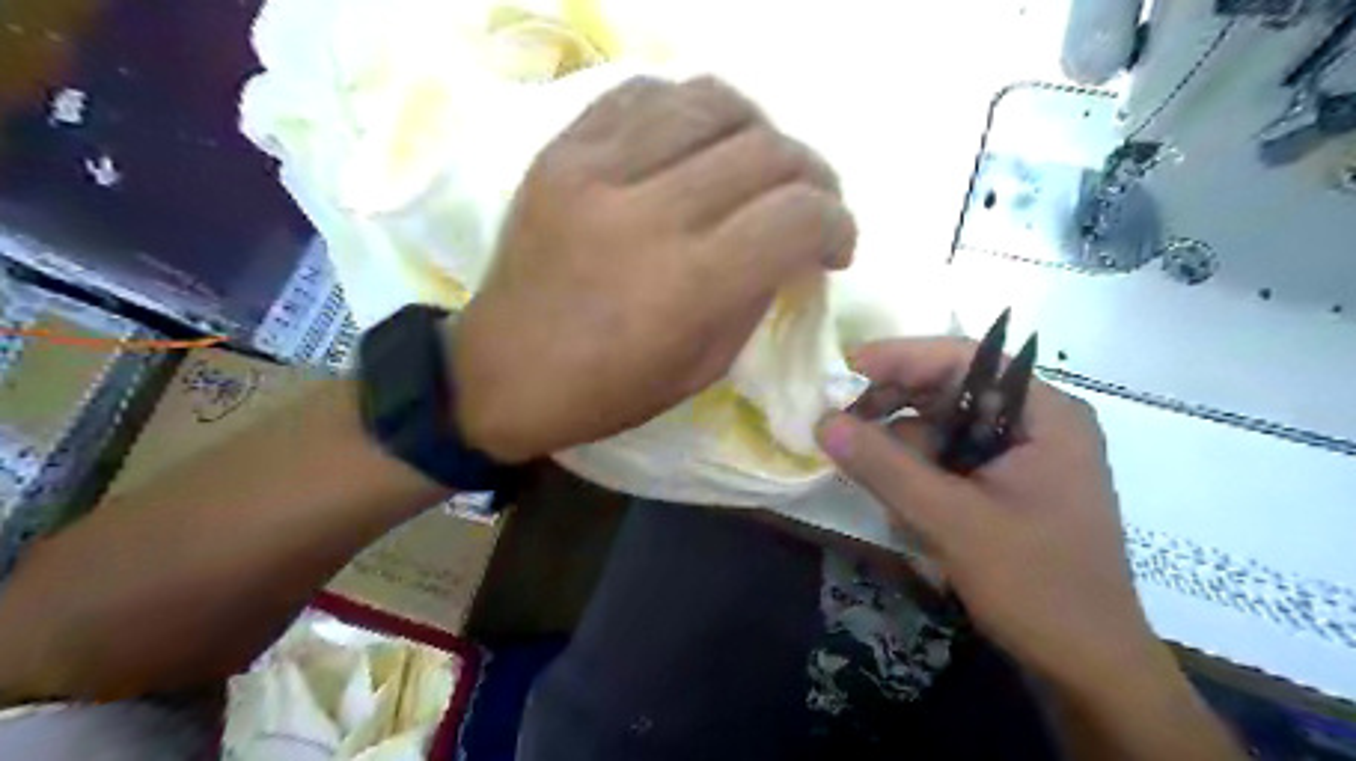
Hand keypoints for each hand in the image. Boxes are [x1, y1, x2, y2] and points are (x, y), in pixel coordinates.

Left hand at [454, 78, 854, 458]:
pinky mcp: (561, 151)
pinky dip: (691, 113)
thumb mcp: (701, 368)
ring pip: (714, 102)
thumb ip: (757, 296)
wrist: (499, 374)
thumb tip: (792, 245)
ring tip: (759, 167)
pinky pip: (647, 95)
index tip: (836, 245)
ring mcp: (595, 170)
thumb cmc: (604, 392)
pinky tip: (695, 147)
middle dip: (812, 177)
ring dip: (759, 132)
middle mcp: (647, 213)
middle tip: (809, 205)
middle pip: (767, 151)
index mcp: (687, 285)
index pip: (797, 216)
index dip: (837, 223)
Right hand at [810, 338, 1158, 688]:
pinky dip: (918, 474)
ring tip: (870, 475)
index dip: (902, 357)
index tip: (846, 369)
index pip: (967, 359)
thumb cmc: (1036, 586)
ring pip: (944, 429)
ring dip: (903, 448)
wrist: (1089, 668)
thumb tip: (823, 421)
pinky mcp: (1007, 487)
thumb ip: (884, 467)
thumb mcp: (951, 521)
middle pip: (952, 391)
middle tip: (843, 424)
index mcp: (1046, 414)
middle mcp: (1037, 424)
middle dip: (896, 407)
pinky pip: (950, 461)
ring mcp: (1022, 457)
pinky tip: (901, 504)